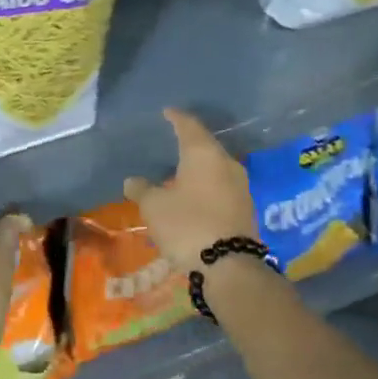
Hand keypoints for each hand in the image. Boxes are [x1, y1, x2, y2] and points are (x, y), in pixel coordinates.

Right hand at [125, 109, 258, 269]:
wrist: (229, 266)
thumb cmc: (187, 224)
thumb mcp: (154, 206)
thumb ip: (142, 189)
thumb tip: (132, 180)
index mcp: (204, 154)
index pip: (189, 126)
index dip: (176, 118)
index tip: (167, 112)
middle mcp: (226, 163)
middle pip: (206, 146)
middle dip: (189, 143)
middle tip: (173, 140)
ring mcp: (240, 186)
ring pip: (216, 167)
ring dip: (199, 167)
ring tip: (181, 170)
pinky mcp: (245, 208)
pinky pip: (222, 187)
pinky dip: (207, 186)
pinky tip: (195, 194)